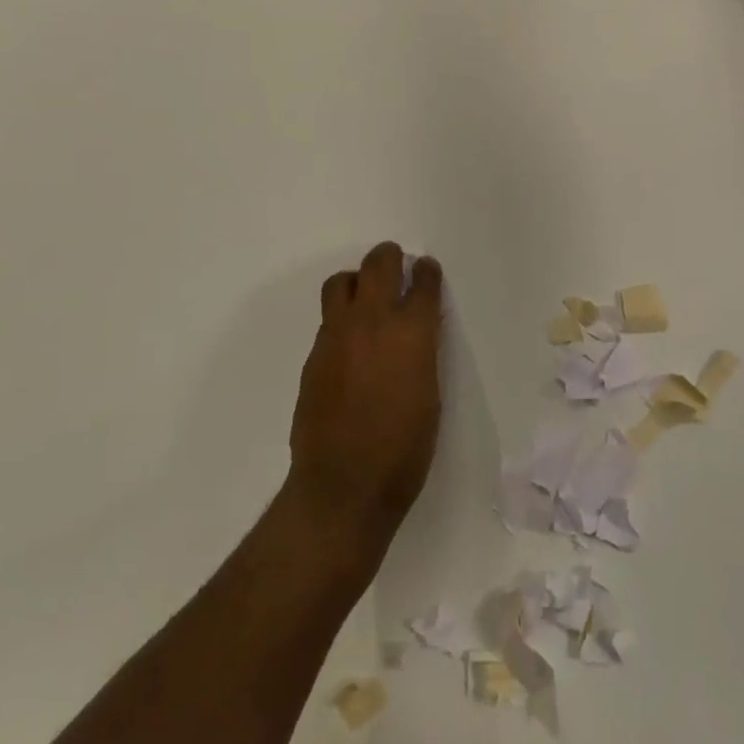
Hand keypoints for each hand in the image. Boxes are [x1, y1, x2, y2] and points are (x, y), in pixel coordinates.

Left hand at [288, 242, 443, 535]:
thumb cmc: (404, 450)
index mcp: (412, 333)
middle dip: (390, 257)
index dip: (427, 272)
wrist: (344, 485)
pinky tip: (349, 342)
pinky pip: (328, 319)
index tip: (426, 270)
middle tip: (395, 262)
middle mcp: (373, 322)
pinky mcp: (314, 354)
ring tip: (365, 296)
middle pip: (379, 264)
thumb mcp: (430, 395)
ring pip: (341, 282)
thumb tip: (415, 333)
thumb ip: (421, 353)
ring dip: (357, 280)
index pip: (422, 283)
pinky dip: (341, 317)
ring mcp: (337, 335)